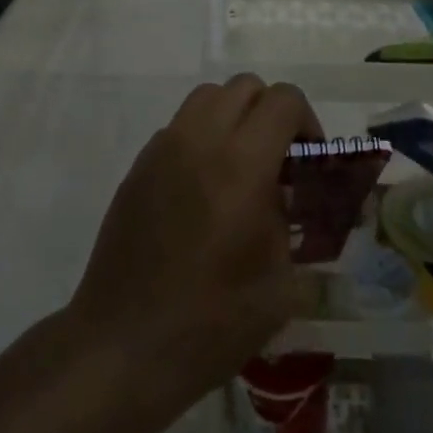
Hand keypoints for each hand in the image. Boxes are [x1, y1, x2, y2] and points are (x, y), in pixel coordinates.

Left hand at [67, 75, 319, 421]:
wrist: (123, 346)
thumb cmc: (211, 322)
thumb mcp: (280, 282)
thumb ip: (294, 222)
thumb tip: (293, 198)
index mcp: (242, 166)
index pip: (283, 101)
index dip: (307, 122)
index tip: (309, 162)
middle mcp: (200, 142)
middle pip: (245, 87)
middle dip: (271, 113)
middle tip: (279, 161)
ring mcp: (162, 150)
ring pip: (207, 97)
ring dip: (234, 117)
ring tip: (241, 167)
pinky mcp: (138, 167)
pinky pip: (179, 126)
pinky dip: (202, 137)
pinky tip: (204, 190)